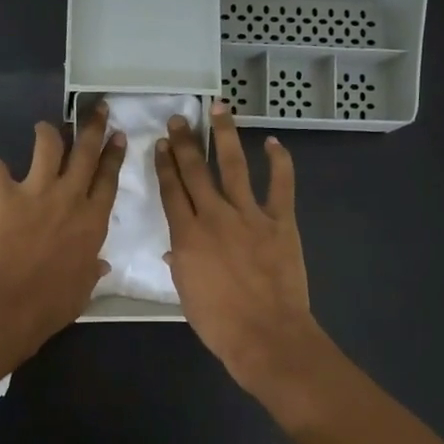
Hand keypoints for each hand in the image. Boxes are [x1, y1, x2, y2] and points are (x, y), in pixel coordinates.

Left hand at [0, 101, 125, 352]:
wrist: (9, 304)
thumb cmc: (52, 303)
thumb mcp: (83, 288)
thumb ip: (92, 270)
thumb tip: (100, 264)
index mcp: (93, 221)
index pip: (108, 178)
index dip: (113, 155)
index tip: (116, 136)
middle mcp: (70, 197)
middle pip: (86, 152)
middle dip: (92, 126)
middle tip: (95, 108)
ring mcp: (36, 191)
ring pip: (47, 145)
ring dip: (47, 132)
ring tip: (44, 128)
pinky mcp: (2, 194)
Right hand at [155, 101, 323, 395]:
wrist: (265, 335)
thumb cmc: (219, 323)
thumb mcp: (186, 293)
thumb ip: (181, 264)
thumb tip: (176, 250)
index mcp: (186, 236)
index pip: (171, 190)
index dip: (165, 164)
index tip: (162, 144)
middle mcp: (214, 216)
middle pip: (195, 171)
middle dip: (185, 142)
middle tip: (180, 118)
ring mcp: (249, 216)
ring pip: (233, 166)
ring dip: (225, 135)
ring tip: (219, 109)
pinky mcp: (280, 222)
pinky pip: (281, 185)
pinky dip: (279, 161)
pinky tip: (272, 142)